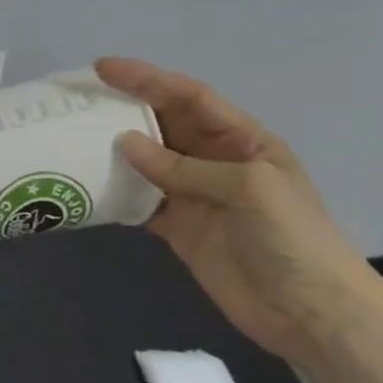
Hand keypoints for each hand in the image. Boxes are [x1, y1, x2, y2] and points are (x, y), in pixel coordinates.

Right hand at [98, 58, 382, 365]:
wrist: (310, 314)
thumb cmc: (292, 239)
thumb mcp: (247, 188)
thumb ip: (184, 167)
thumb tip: (124, 143)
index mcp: (242, 140)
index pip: (188, 97)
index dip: (147, 79)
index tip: (103, 69)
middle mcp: (214, 161)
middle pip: (162, 124)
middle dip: (123, 108)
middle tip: (77, 100)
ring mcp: (194, 195)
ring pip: (146, 161)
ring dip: (114, 149)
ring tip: (72, 136)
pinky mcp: (179, 228)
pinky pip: (140, 200)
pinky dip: (116, 192)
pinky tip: (88, 184)